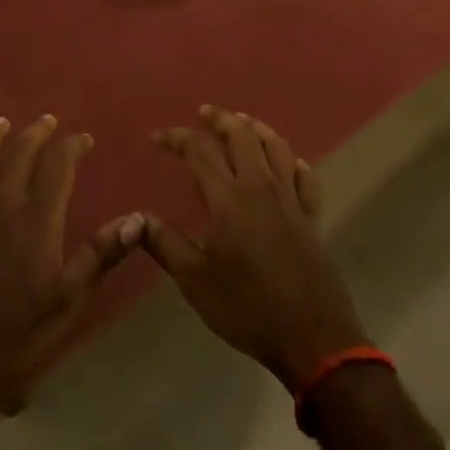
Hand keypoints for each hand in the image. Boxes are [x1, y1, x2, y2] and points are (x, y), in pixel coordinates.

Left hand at [0, 115, 141, 418]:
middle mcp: (0, 204)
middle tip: (47, 122)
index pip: (58, 165)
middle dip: (36, 134)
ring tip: (1, 123)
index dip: (72, 146)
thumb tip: (137, 219)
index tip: (84, 140)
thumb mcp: (66, 303)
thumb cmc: (13, 338)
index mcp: (36, 219)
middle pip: (19, 154)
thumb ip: (99, 256)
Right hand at [141, 106, 368, 389]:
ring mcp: (291, 199)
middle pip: (242, 136)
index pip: (200, 151)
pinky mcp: (312, 216)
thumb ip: (166, 244)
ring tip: (242, 122)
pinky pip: (305, 176)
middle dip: (220, 119)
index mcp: (228, 199)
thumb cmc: (247, 308)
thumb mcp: (196, 281)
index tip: (158, 137)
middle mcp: (260, 187)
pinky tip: (287, 162)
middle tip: (204, 113)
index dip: (178, 138)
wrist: (311, 336)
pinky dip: (292, 161)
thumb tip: (137, 218)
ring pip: (276, 147)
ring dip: (256, 128)